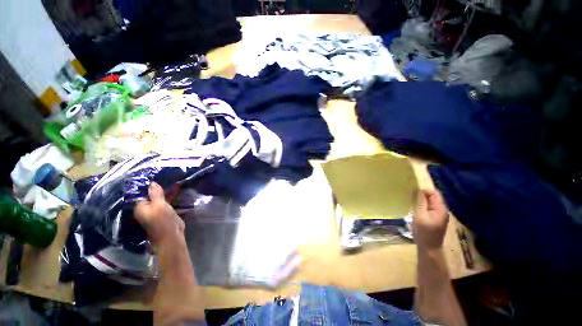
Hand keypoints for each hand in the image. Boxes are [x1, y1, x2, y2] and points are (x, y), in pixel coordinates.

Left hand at [134, 182, 184, 245]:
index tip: (159, 177)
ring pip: (160, 198)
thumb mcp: (160, 205)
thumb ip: (156, 194)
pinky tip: (177, 191)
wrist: (172, 236)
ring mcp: (156, 211)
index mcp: (141, 207)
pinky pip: (166, 202)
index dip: (150, 186)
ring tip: (174, 182)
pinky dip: (170, 197)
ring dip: (166, 192)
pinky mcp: (165, 213)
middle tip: (169, 178)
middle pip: (152, 195)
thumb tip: (152, 183)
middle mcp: (146, 209)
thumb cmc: (163, 220)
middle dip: (160, 188)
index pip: (143, 193)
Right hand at [412, 189, 448, 249]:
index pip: (435, 193)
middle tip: (411, 194)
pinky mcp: (436, 219)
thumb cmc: (424, 231)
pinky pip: (430, 208)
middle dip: (423, 194)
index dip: (425, 190)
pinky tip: (417, 208)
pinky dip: (423, 206)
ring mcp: (440, 215)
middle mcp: (443, 210)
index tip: (413, 190)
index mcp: (440, 209)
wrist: (429, 248)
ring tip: (412, 200)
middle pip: (434, 197)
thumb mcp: (419, 215)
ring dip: (422, 200)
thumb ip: (420, 202)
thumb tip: (419, 189)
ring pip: (431, 203)